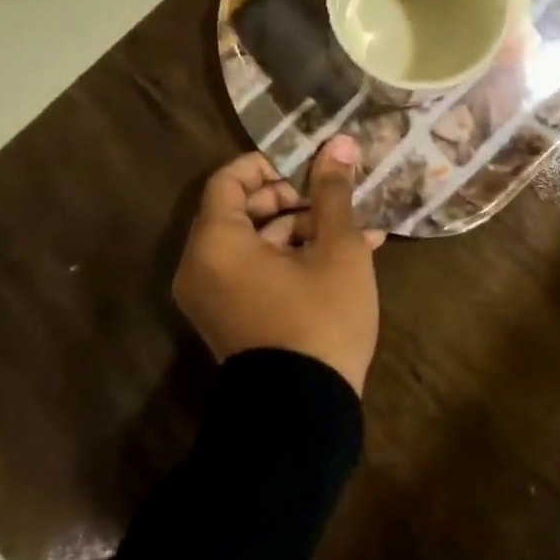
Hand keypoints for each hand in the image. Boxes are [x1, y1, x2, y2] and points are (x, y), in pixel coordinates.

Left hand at [173, 137, 385, 396]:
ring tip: (356, 231)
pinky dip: (291, 259)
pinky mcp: (231, 319)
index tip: (308, 169)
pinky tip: (345, 258)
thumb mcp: (337, 248)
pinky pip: (255, 272)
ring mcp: (214, 296)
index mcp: (217, 242)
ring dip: (303, 230)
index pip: (230, 179)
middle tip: (335, 201)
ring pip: (256, 242)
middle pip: (243, 209)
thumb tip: (340, 141)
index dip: (269, 165)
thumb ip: (333, 191)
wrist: (302, 417)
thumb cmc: (318, 320)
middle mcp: (202, 265)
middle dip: (294, 199)